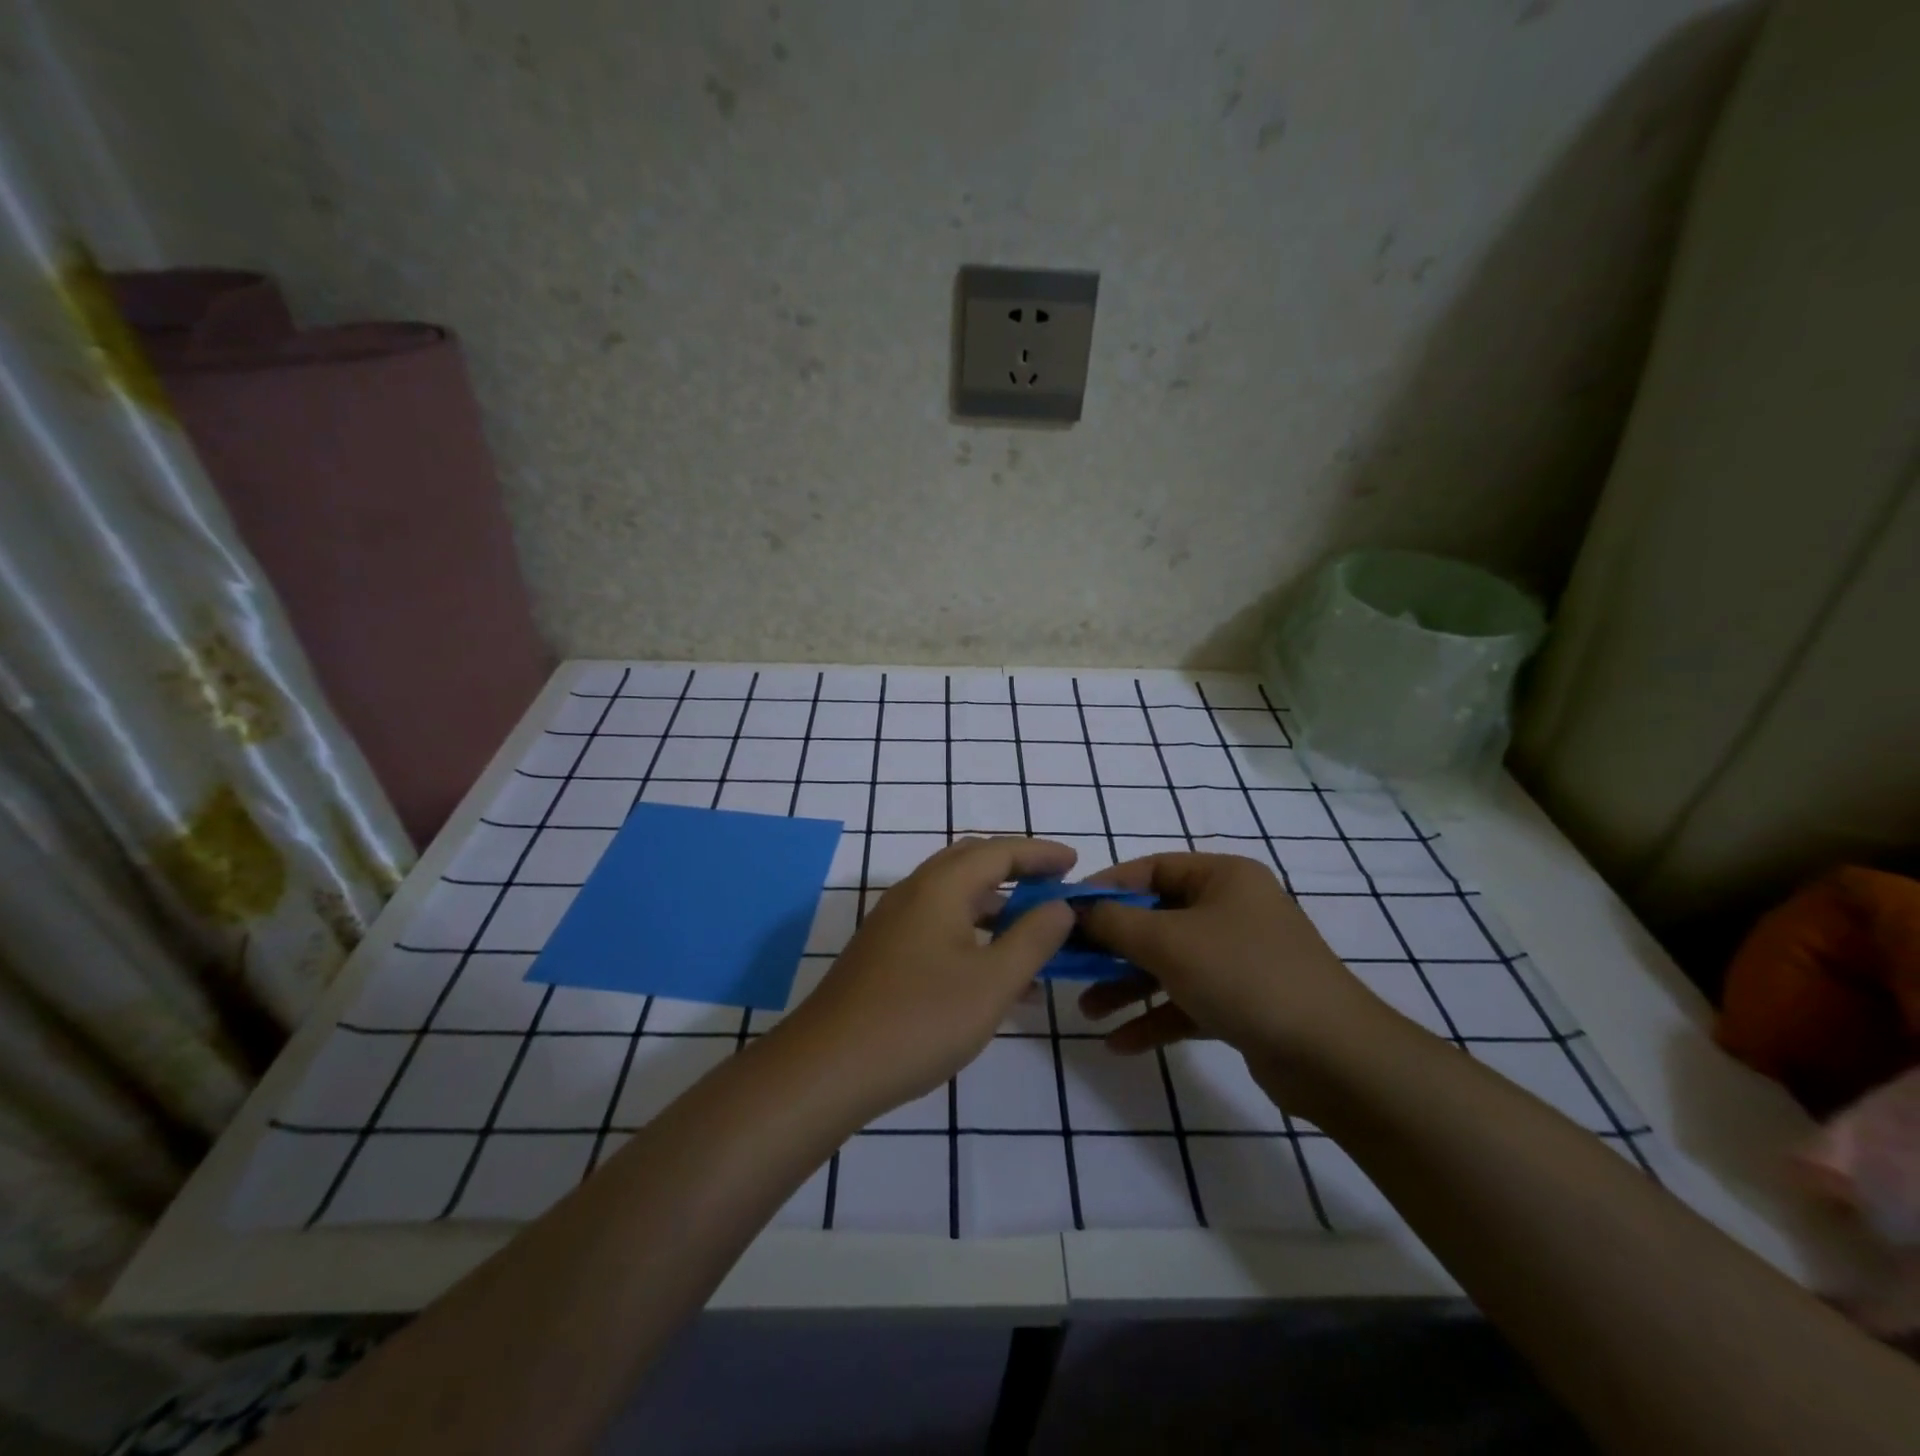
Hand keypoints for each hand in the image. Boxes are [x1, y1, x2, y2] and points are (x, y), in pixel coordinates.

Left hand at [781, 836, 1076, 1117]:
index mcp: (940, 887)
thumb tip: (1059, 906)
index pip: (999, 851)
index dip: (1040, 853)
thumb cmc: (919, 1020)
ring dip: (997, 909)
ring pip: (956, 899)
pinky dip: (974, 937)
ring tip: (1037, 937)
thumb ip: (1032, 939)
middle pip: (972, 864)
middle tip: (1054, 887)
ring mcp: (894, 924)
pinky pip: (940, 928)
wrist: (828, 1067)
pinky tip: (997, 979)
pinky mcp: (885, 954)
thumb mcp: (992, 982)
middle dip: (1017, 871)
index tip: (1075, 864)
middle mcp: (914, 893)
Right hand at [1076, 853, 1389, 1064]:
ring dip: (1126, 986)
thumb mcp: (1168, 941)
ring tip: (1087, 1011)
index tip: (1065, 911)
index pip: (1150, 869)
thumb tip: (1075, 910)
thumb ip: (1114, 922)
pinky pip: (1187, 1001)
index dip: (1105, 888)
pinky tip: (1120, 1043)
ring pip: (1168, 964)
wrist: (1333, 1057)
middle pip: (1155, 919)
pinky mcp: (1243, 1003)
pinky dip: (1154, 1017)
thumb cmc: (1244, 975)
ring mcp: (1239, 959)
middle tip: (1069, 964)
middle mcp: (1231, 911)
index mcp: (1222, 878)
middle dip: (1110, 946)